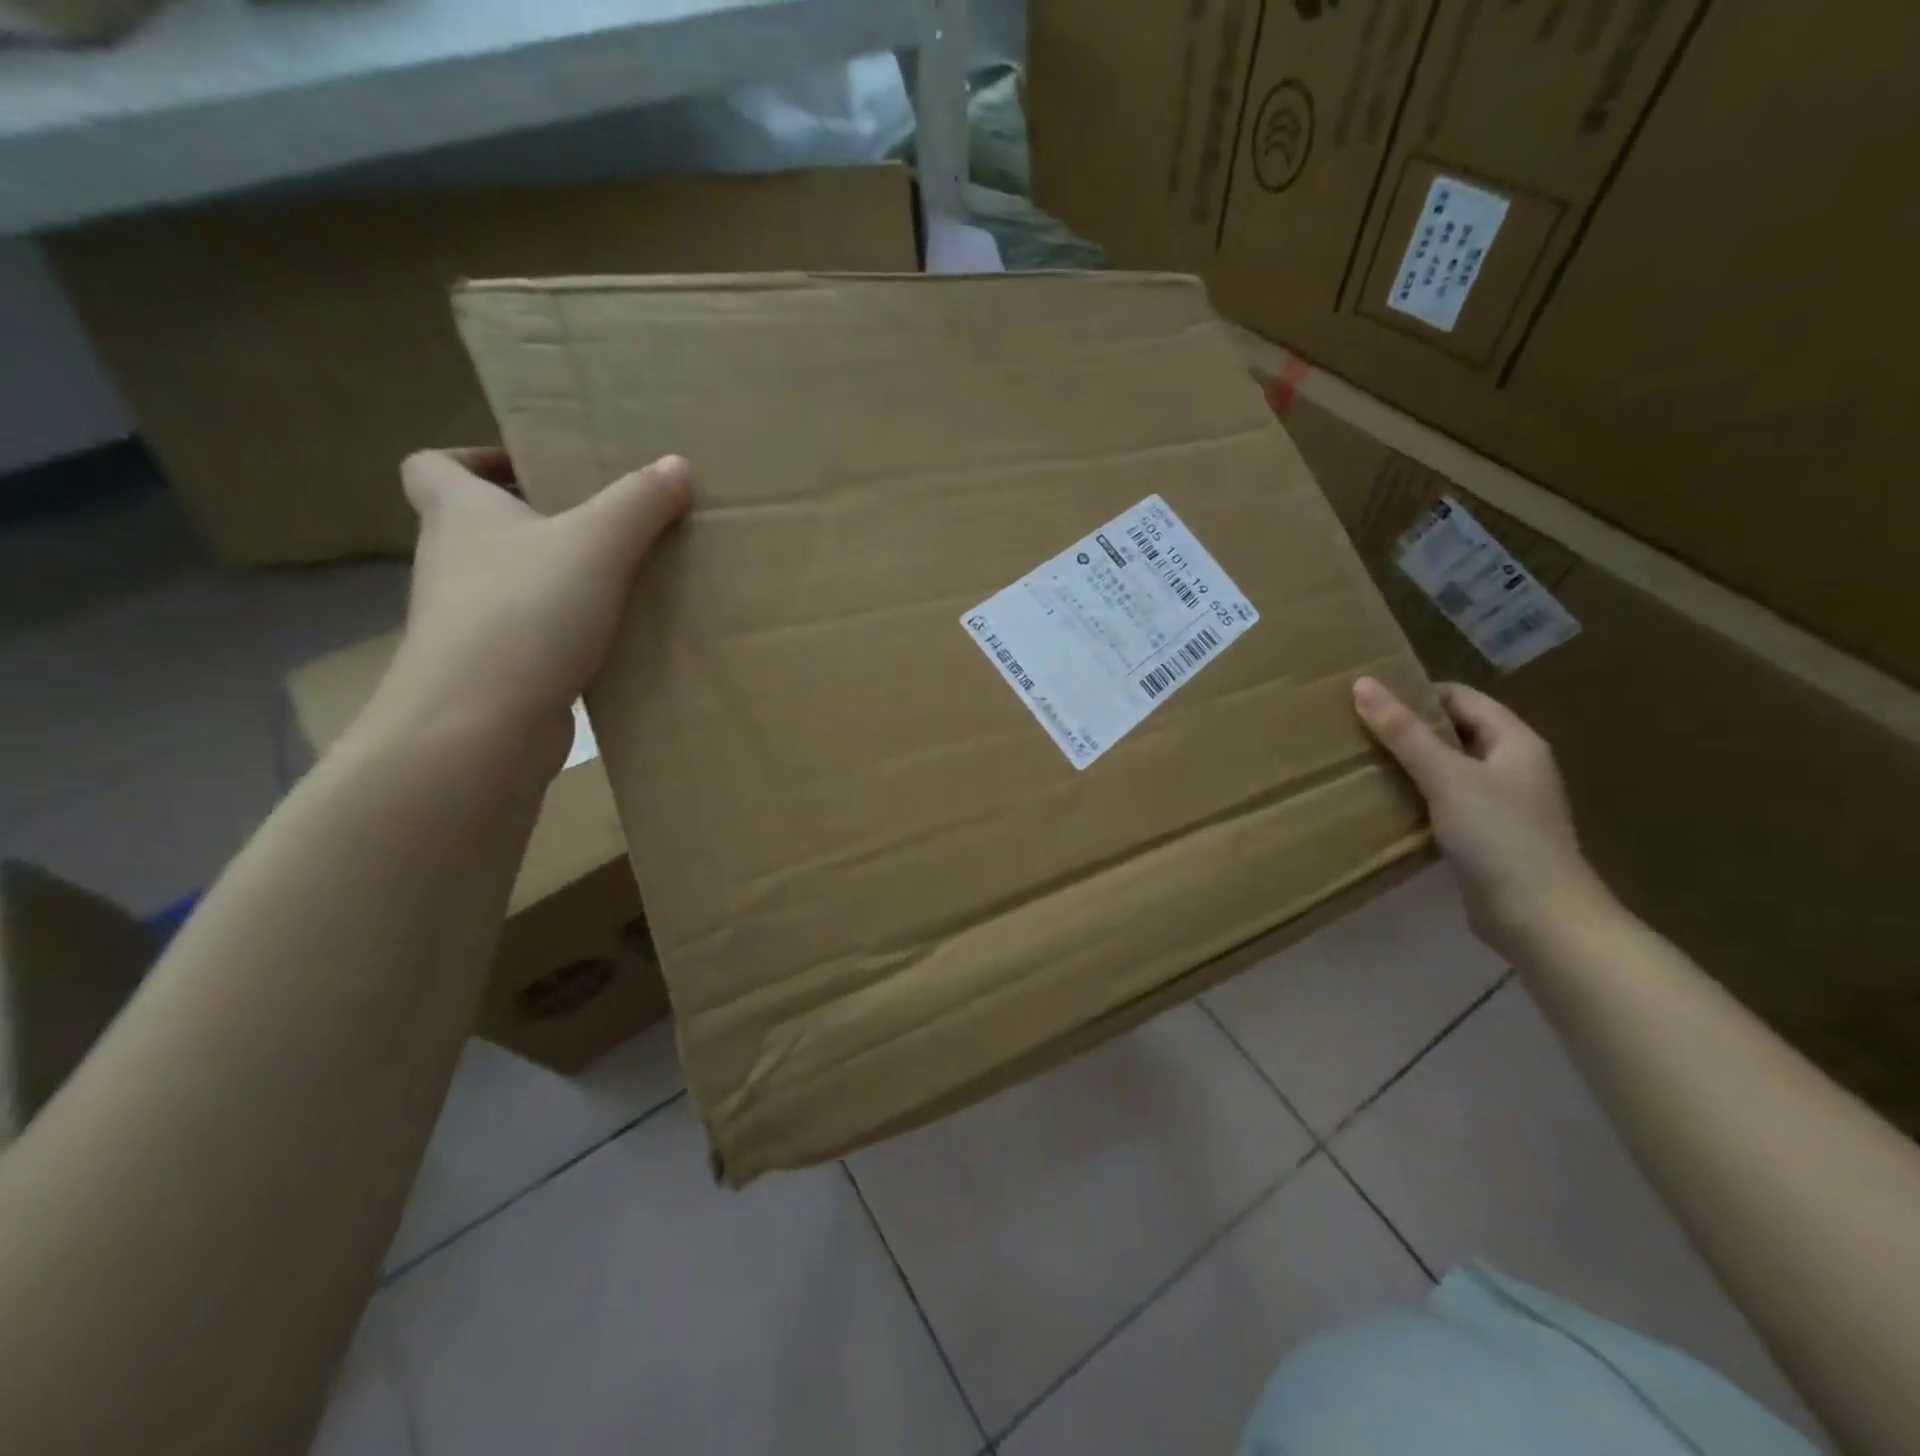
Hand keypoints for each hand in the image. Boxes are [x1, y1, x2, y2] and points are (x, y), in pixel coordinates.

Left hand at [370, 448, 690, 761]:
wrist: (480, 724)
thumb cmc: (526, 613)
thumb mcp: (597, 544)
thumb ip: (638, 502)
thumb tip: (676, 463)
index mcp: (458, 514)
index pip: (434, 466)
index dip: (476, 458)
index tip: (532, 469)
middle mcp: (452, 562)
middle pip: (480, 526)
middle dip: (534, 521)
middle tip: (599, 525)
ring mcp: (468, 622)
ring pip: (509, 585)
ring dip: (553, 580)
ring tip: (618, 582)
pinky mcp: (493, 671)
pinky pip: (530, 636)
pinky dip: (564, 633)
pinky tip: (612, 640)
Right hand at [1352, 676, 1611, 956]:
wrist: (1539, 917)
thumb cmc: (1498, 836)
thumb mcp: (1446, 777)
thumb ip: (1404, 732)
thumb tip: (1362, 684)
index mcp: (1514, 741)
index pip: (1459, 697)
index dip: (1415, 693)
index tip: (1367, 701)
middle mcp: (1511, 765)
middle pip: (1452, 731)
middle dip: (1407, 729)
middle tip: (1355, 731)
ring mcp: (1500, 802)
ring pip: (1446, 768)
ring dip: (1408, 764)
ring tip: (1361, 764)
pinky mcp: (1485, 834)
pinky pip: (1444, 800)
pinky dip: (1416, 796)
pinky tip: (1385, 803)